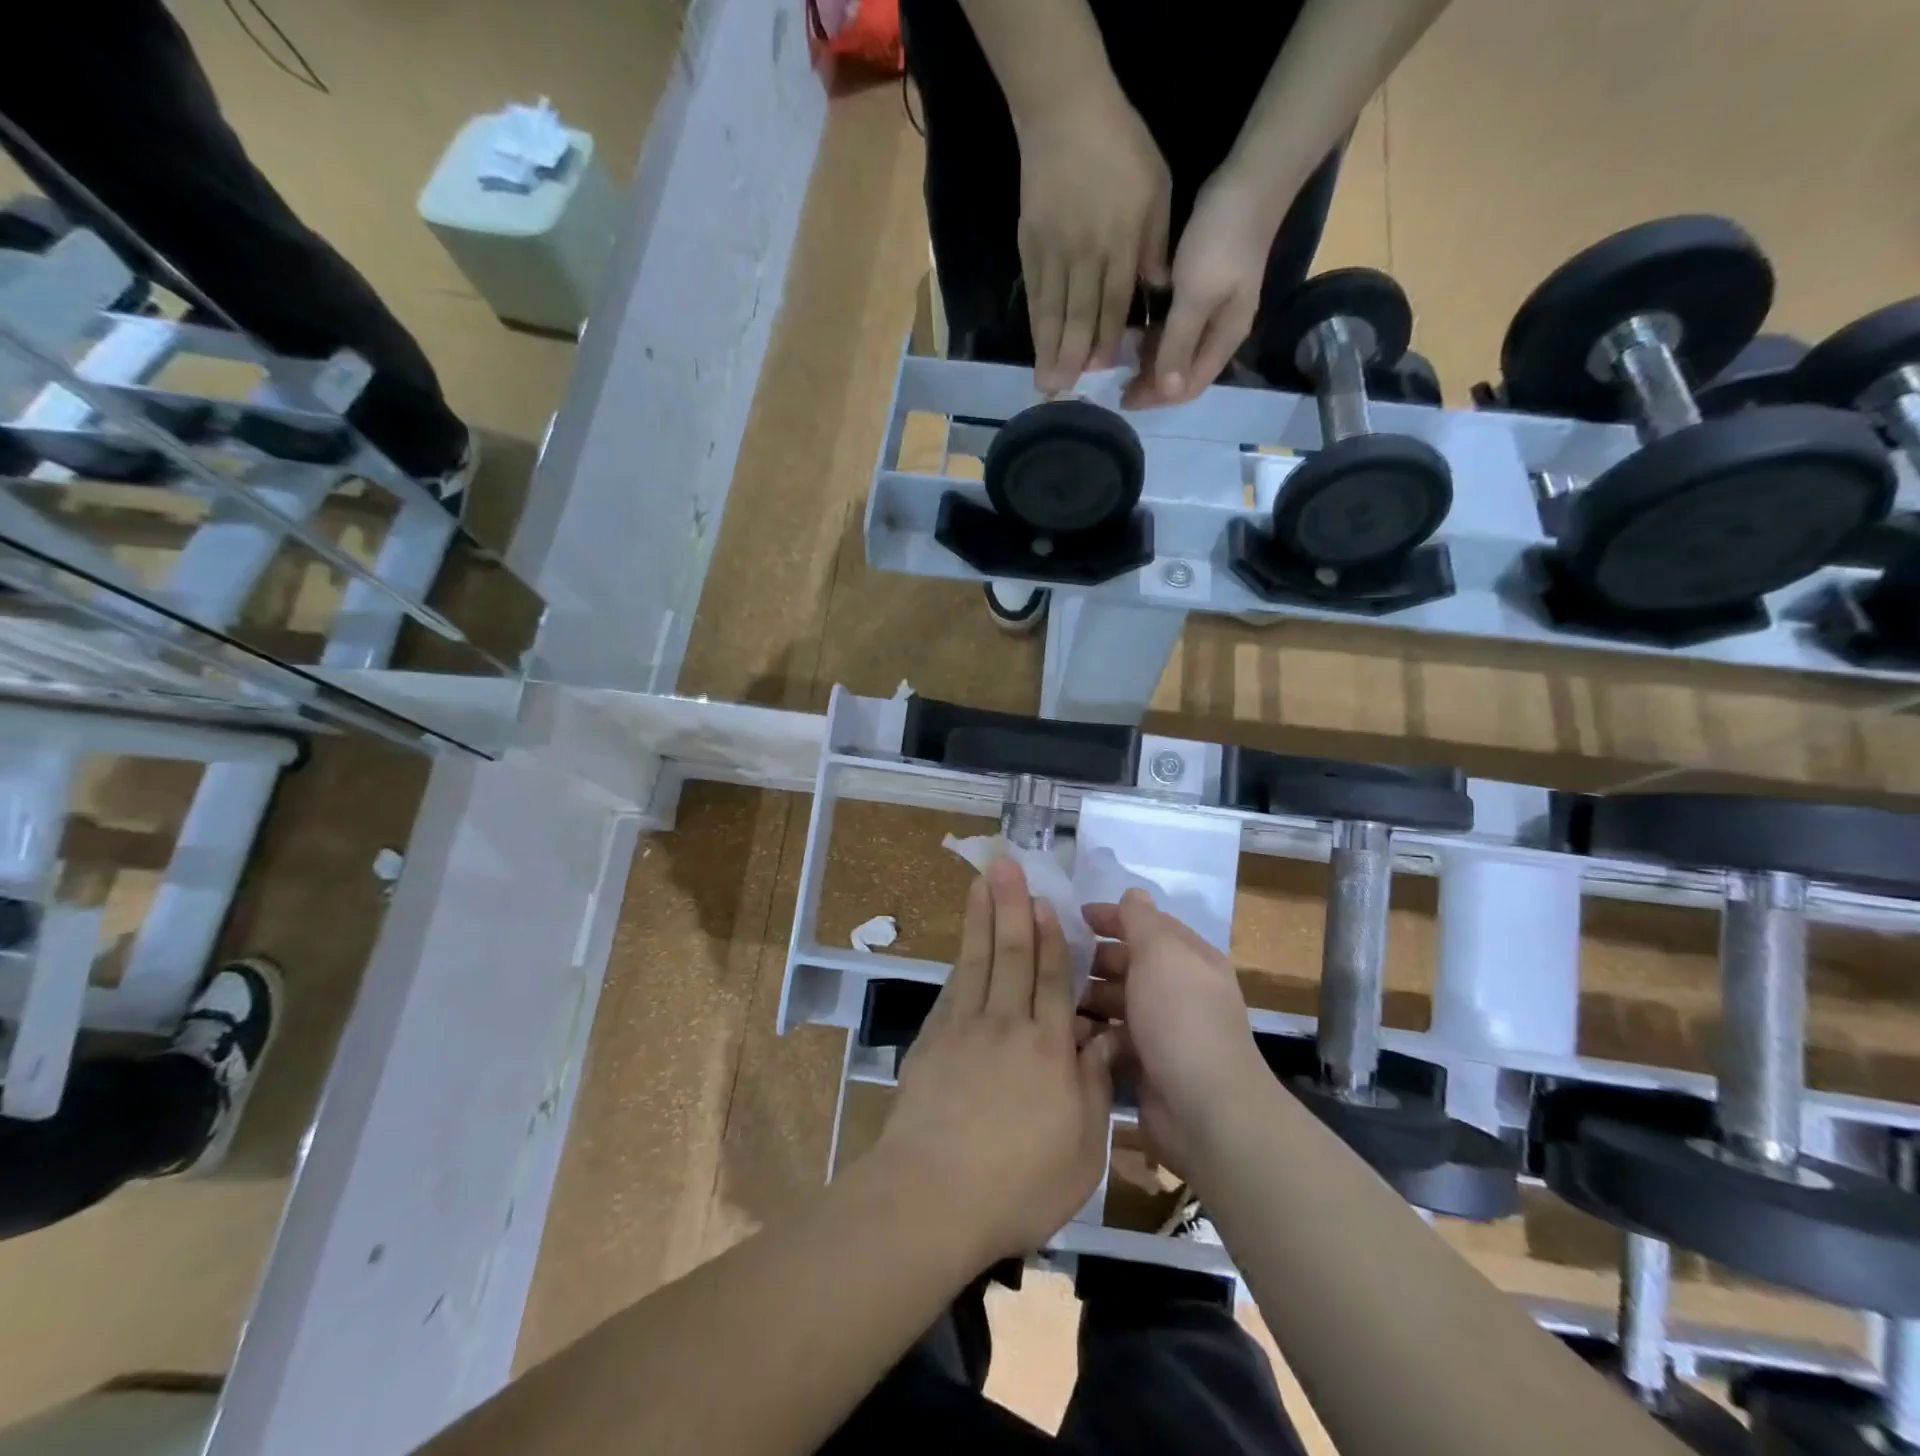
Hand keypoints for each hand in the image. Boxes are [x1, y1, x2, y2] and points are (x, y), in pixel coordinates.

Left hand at [872, 860, 1116, 1264]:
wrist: (931, 1198)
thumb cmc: (1018, 1184)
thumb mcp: (1081, 1150)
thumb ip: (1093, 1087)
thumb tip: (1105, 1039)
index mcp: (1048, 1049)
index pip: (1053, 980)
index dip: (1050, 937)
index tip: (1044, 900)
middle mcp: (1006, 1026)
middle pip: (1011, 955)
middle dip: (1012, 906)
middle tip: (1008, 864)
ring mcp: (963, 1030)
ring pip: (977, 961)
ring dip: (981, 917)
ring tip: (982, 882)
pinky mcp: (931, 1043)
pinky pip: (952, 990)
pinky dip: (959, 961)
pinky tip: (962, 946)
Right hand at [1016, 91, 1171, 392]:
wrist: (1063, 110)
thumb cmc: (1119, 146)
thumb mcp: (1156, 188)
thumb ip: (1155, 242)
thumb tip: (1157, 289)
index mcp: (1119, 239)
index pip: (1114, 299)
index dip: (1107, 337)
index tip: (1101, 369)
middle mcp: (1084, 252)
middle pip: (1078, 313)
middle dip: (1072, 355)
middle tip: (1064, 391)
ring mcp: (1053, 250)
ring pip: (1052, 309)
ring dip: (1049, 349)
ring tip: (1046, 382)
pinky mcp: (1030, 245)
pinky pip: (1034, 292)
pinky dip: (1035, 322)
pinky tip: (1036, 346)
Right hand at [1081, 891, 1263, 1172]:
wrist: (1206, 1109)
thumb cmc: (1181, 1017)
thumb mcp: (1160, 953)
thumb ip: (1141, 920)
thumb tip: (1132, 893)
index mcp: (1188, 958)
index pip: (1146, 926)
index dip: (1111, 917)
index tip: (1072, 917)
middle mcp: (1178, 990)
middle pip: (1127, 964)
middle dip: (1092, 961)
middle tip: (1053, 963)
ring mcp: (1162, 1030)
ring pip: (1115, 1003)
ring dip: (1087, 999)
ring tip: (1055, 1002)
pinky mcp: (1147, 1066)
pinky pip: (1112, 1040)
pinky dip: (1093, 1036)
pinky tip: (1069, 1037)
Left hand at [1123, 164, 1286, 408]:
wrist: (1251, 177)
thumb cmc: (1222, 240)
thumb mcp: (1196, 296)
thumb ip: (1179, 344)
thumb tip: (1167, 392)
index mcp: (1224, 340)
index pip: (1188, 387)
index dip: (1156, 398)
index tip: (1122, 398)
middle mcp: (1219, 332)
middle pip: (1182, 373)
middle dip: (1151, 383)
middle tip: (1115, 383)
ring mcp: (1211, 310)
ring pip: (1176, 351)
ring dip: (1150, 360)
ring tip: (1119, 360)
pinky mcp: (1201, 288)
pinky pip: (1174, 326)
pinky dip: (1154, 336)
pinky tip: (1133, 331)